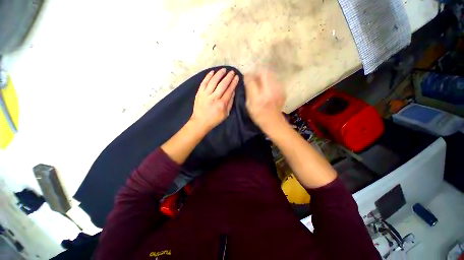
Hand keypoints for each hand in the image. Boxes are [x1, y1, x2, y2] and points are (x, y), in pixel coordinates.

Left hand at [191, 68, 238, 131]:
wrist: (200, 122)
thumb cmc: (214, 119)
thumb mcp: (225, 114)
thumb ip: (230, 103)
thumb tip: (233, 92)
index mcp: (221, 104)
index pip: (229, 91)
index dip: (233, 83)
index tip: (236, 77)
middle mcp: (214, 98)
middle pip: (222, 85)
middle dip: (228, 77)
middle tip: (232, 72)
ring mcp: (205, 95)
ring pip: (213, 82)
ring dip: (219, 74)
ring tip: (223, 69)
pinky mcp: (199, 93)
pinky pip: (204, 83)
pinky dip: (208, 76)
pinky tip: (212, 72)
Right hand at [244, 70, 285, 129]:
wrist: (273, 121)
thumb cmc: (258, 115)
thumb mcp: (249, 105)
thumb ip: (248, 91)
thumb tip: (247, 78)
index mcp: (259, 98)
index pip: (252, 80)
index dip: (248, 75)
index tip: (247, 75)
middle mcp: (269, 92)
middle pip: (264, 72)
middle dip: (257, 72)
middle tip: (254, 76)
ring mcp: (278, 90)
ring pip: (270, 74)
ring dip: (264, 75)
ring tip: (260, 82)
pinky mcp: (282, 90)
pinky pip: (274, 80)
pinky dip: (269, 80)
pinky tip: (267, 87)